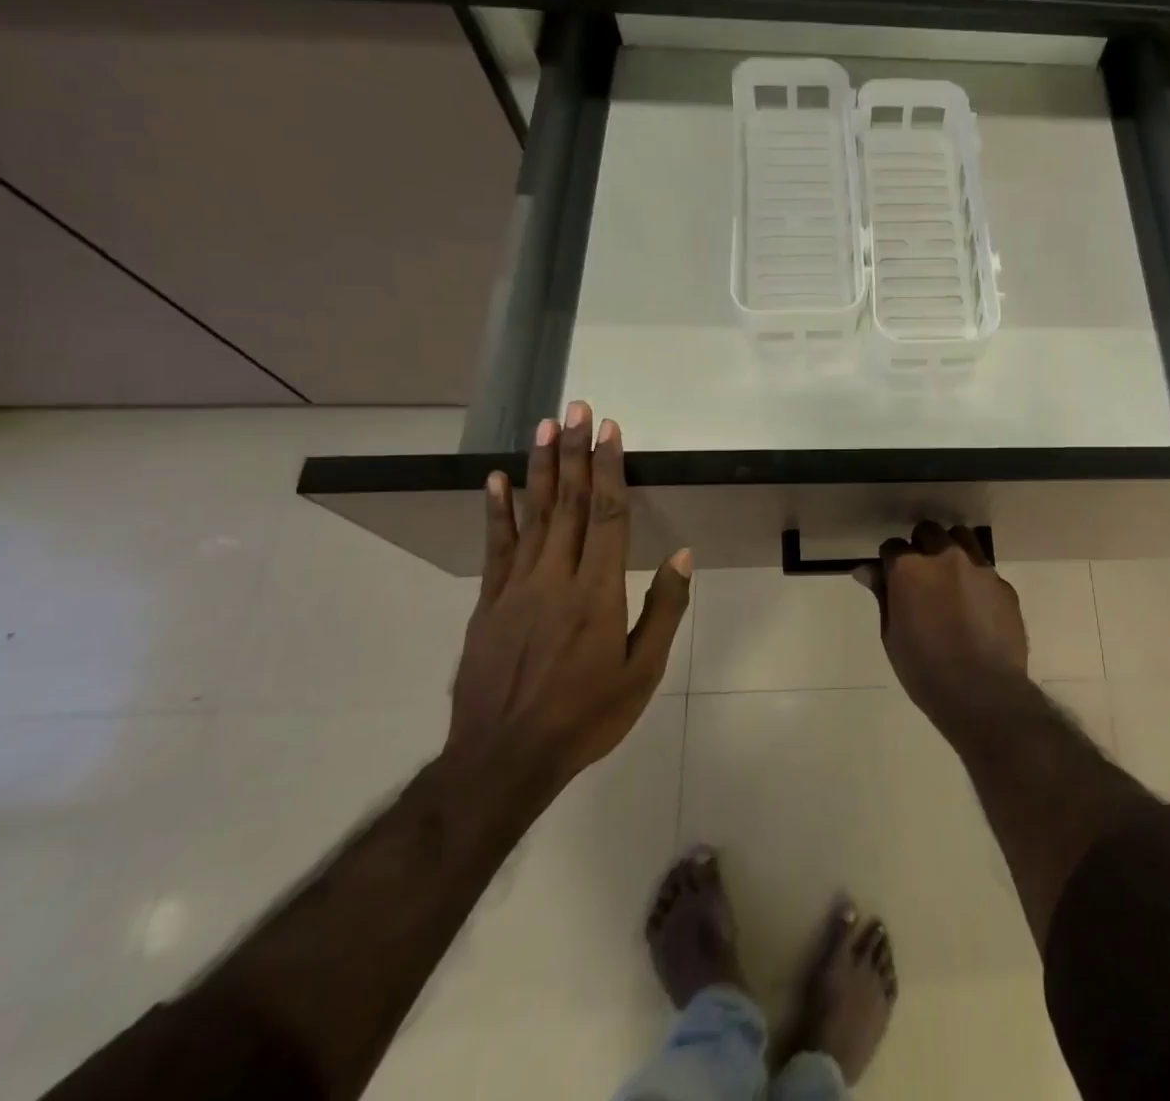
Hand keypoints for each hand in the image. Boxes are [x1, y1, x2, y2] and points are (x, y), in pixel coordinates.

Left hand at [446, 400, 690, 793]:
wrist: (504, 759)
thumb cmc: (586, 715)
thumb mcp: (643, 671)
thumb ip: (663, 608)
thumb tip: (681, 554)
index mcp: (596, 592)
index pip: (607, 515)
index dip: (609, 468)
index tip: (611, 430)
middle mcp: (555, 577)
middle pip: (568, 503)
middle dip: (575, 452)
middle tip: (577, 408)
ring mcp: (516, 588)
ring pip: (532, 515)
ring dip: (541, 468)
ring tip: (544, 427)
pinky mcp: (488, 604)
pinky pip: (495, 547)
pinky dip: (497, 511)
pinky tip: (497, 479)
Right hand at [859, 521, 1028, 738]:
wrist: (984, 693)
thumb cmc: (926, 670)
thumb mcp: (892, 635)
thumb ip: (883, 595)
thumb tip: (866, 569)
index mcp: (911, 568)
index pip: (893, 546)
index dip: (889, 561)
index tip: (891, 578)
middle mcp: (945, 557)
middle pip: (929, 531)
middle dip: (920, 546)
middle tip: (920, 576)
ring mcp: (979, 567)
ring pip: (962, 537)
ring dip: (950, 549)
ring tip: (949, 578)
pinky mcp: (1003, 584)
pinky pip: (985, 568)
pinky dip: (975, 576)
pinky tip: (974, 605)